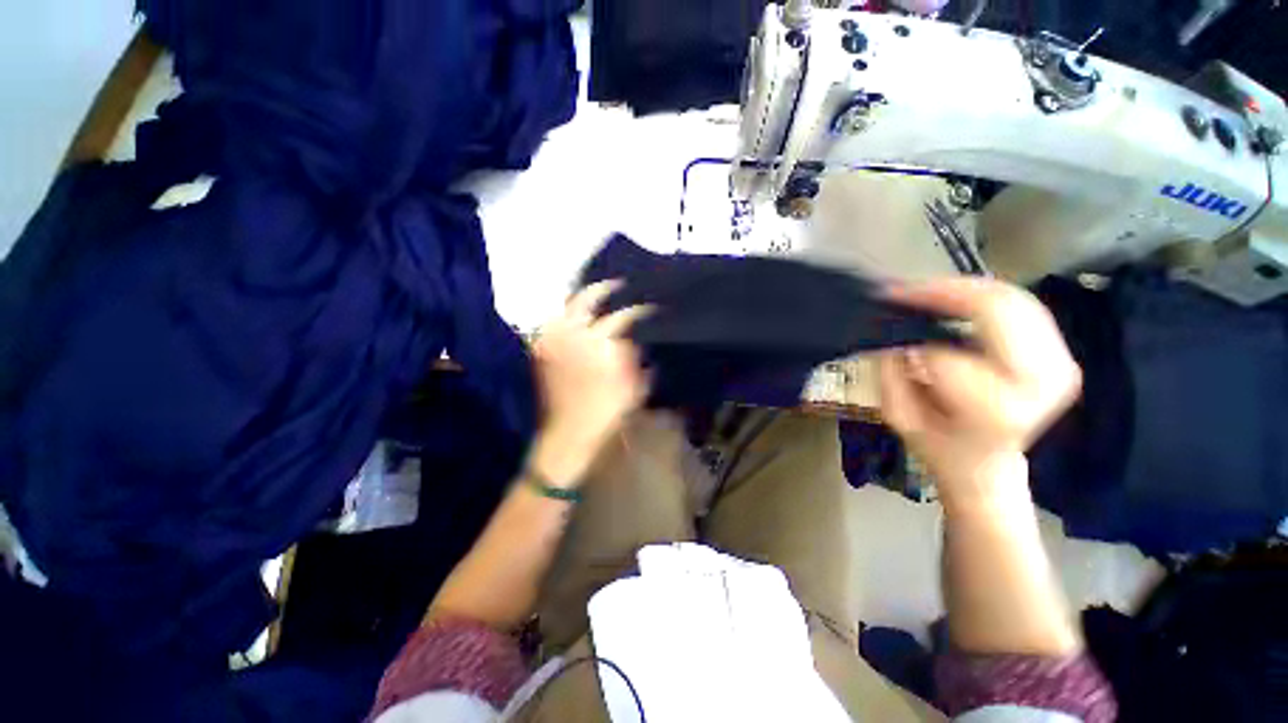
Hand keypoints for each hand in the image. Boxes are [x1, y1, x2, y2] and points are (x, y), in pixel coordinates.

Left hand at [529, 282, 650, 485]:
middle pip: (588, 298)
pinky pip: (553, 323)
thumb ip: (635, 357)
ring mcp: (554, 340)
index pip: (623, 315)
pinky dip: (567, 315)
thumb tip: (634, 338)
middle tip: (619, 285)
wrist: (569, 435)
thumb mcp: (634, 387)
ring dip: (583, 298)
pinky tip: (578, 317)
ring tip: (598, 297)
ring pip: (567, 306)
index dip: (639, 310)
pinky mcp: (542, 349)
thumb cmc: (607, 414)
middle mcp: (574, 335)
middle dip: (605, 288)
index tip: (649, 308)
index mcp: (601, 344)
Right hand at [878, 278, 1080, 510]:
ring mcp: (1059, 365)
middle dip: (942, 291)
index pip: (944, 354)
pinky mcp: (1061, 355)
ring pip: (1013, 299)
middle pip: (996, 308)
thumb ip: (892, 373)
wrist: (987, 463)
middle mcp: (1039, 381)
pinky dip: (987, 296)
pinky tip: (956, 299)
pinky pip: (1024, 306)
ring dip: (963, 289)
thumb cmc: (939, 444)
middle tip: (902, 290)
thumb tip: (895, 333)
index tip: (885, 319)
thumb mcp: (898, 415)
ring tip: (924, 292)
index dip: (911, 336)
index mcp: (996, 408)